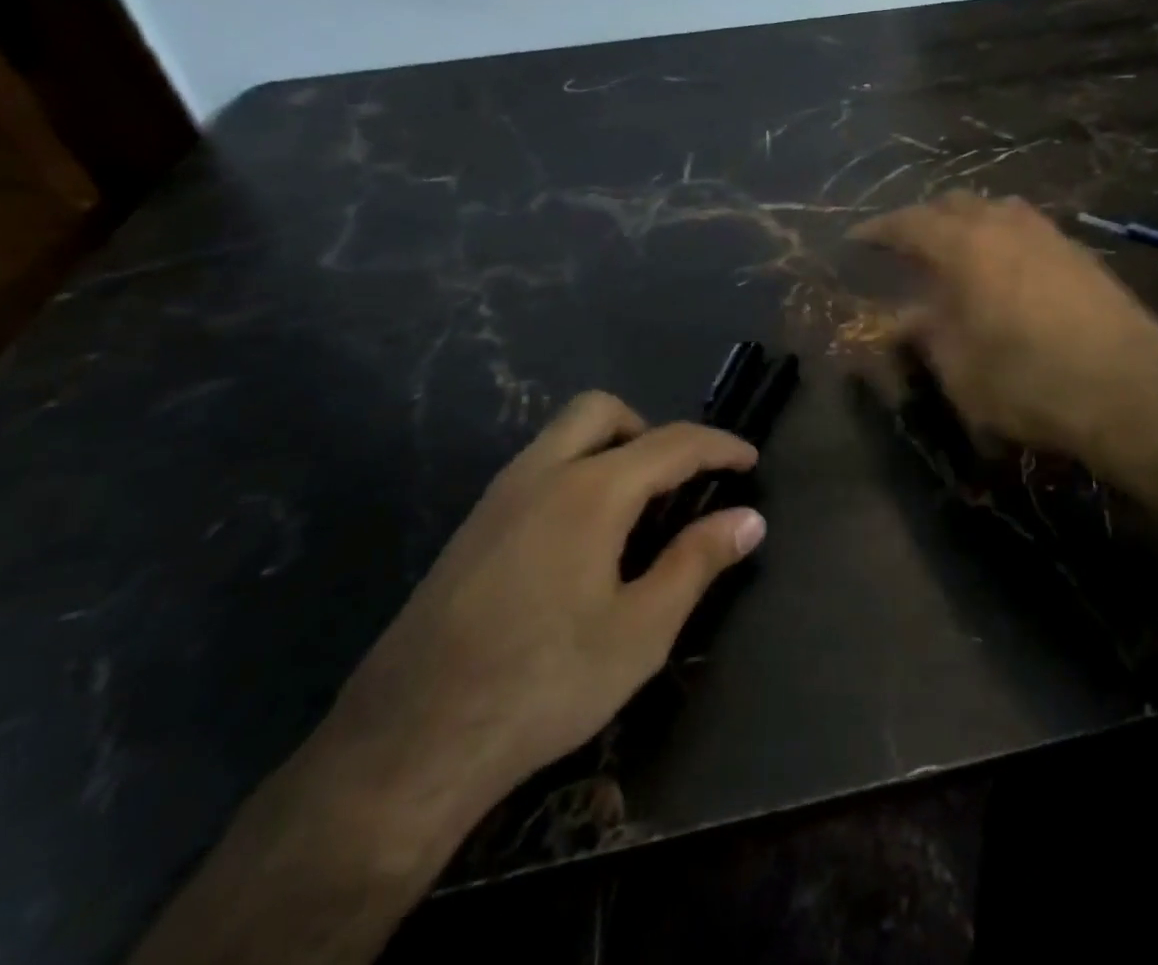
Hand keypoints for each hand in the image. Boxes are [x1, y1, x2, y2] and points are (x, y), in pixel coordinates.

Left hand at [318, 392, 765, 838]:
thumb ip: (698, 561)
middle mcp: (541, 474)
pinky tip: (582, 544)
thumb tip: (750, 518)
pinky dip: (576, 474)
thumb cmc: (543, 684)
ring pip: (563, 436)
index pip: (672, 443)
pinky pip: (537, 470)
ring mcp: (498, 498)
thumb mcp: (641, 630)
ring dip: (611, 449)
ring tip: (637, 513)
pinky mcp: (472, 529)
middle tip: (677, 483)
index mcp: (591, 491)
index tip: (750, 460)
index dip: (719, 447)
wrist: (406, 747)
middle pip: (602, 411)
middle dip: (651, 430)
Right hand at [850, 193, 1157, 529]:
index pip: (908, 223)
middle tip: (908, 247)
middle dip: (926, 219)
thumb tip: (905, 321)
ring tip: (958, 253)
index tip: (857, 240)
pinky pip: (1029, 229)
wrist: (1131, 392)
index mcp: (965, 246)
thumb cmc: (1029, 383)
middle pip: (955, 203)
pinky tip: (1009, 271)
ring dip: (969, 223)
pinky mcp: (1082, 254)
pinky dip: (1005, 238)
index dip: (878, 231)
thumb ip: (927, 337)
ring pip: (998, 210)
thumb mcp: (960, 371)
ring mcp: (1050, 235)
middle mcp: (1006, 225)